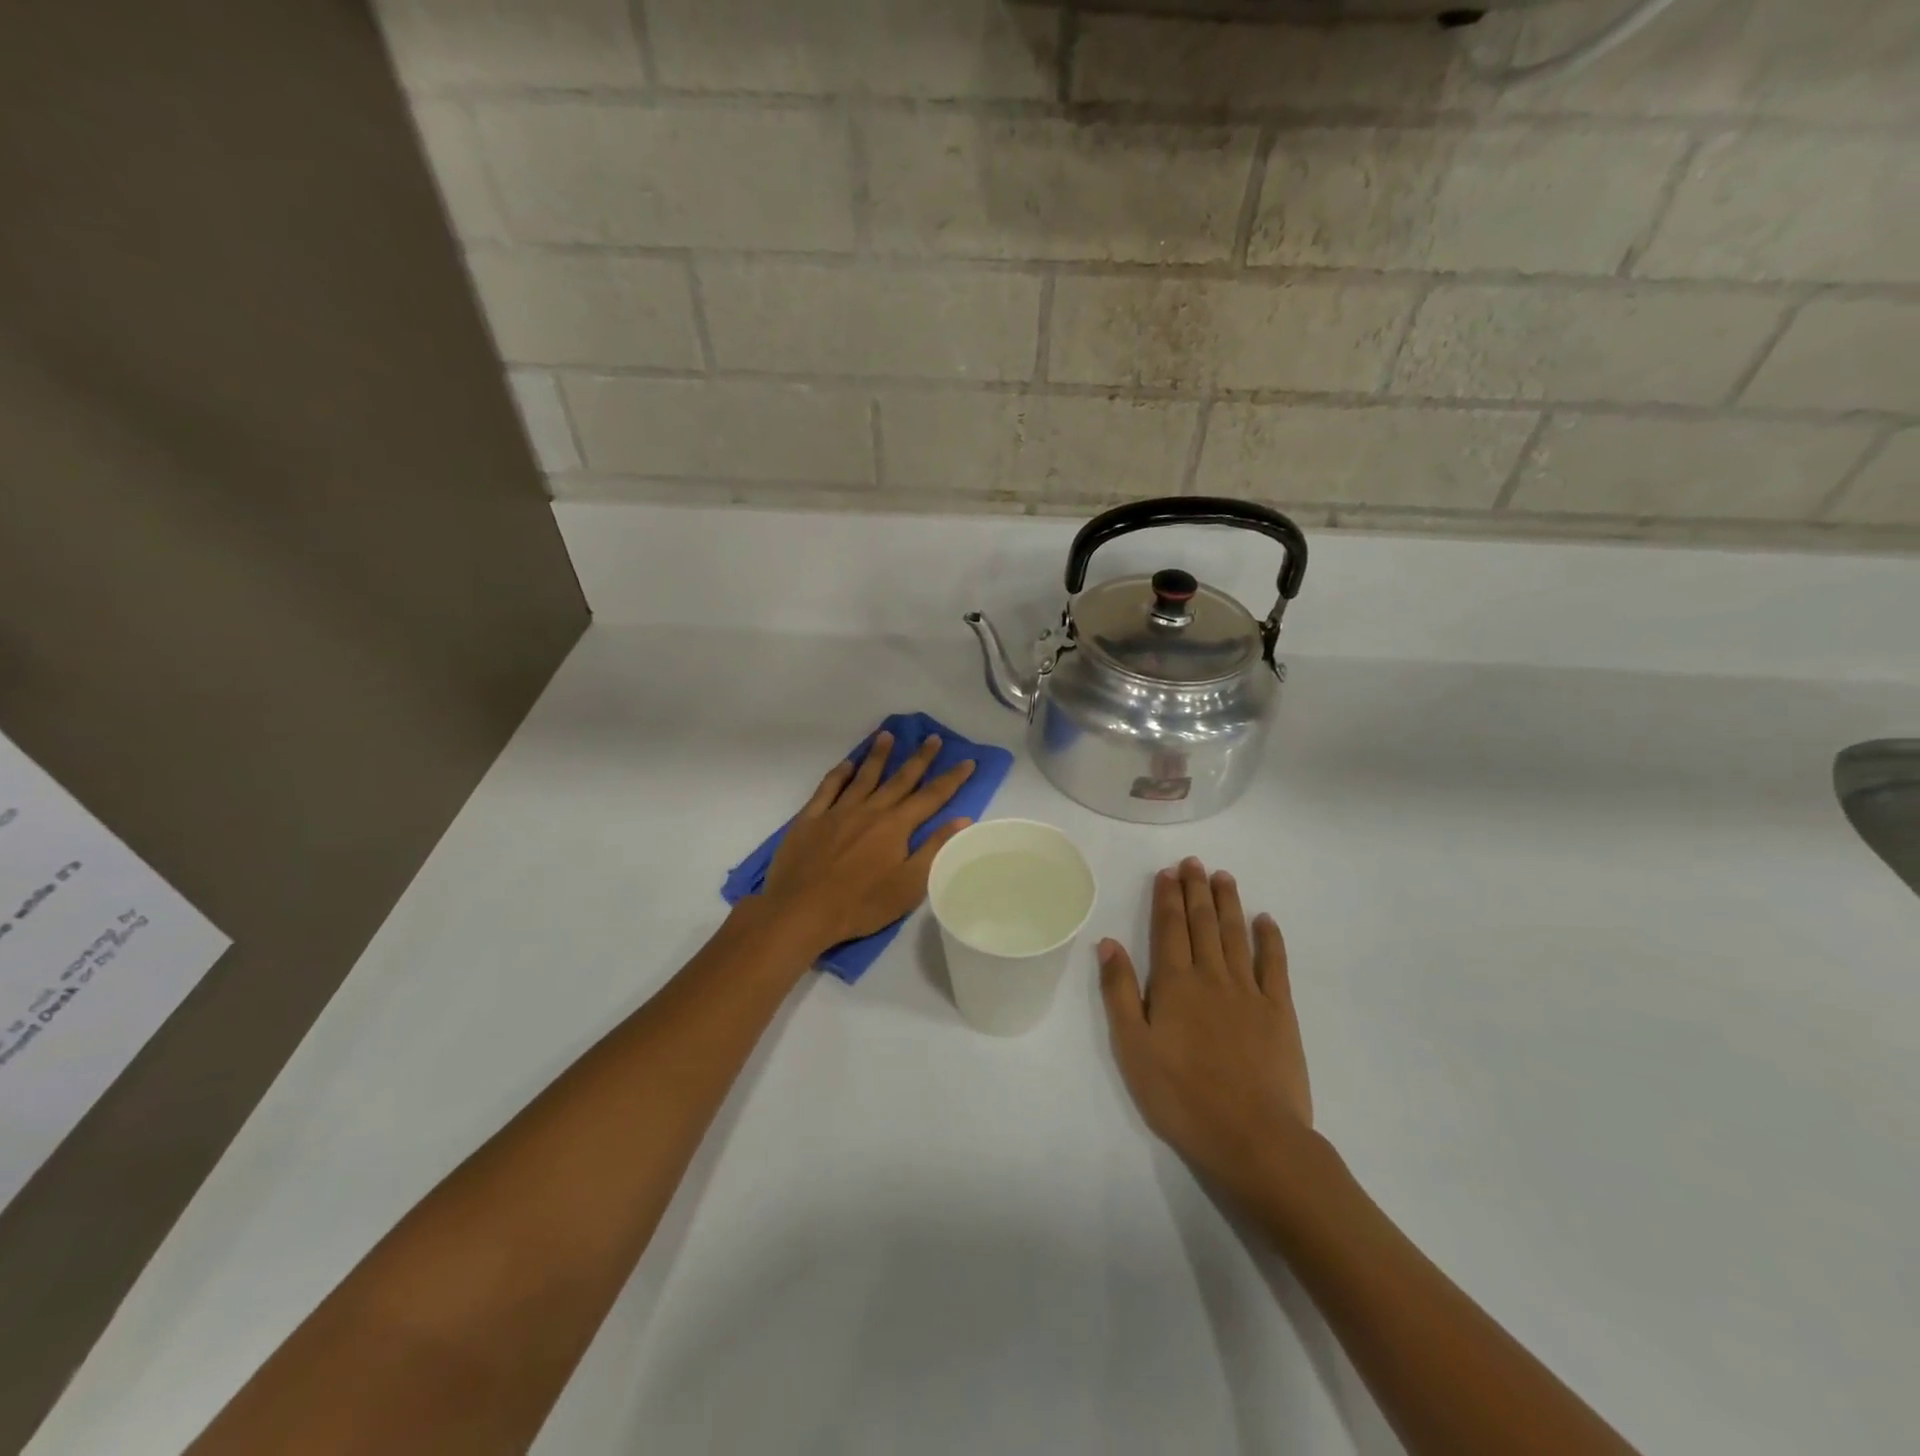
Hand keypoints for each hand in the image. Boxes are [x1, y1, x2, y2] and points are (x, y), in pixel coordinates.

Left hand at [761, 731, 975, 952]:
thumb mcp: (909, 886)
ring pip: (863, 776)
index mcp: (895, 826)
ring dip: (878, 755)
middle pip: (900, 779)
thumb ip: (935, 849)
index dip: (951, 779)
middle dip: (920, 758)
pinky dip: (839, 773)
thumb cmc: (861, 904)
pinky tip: (846, 764)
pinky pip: (828, 788)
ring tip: (887, 735)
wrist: (801, 911)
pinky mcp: (810, 818)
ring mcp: (838, 811)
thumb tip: (962, 819)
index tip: (968, 761)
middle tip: (933, 738)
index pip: (931, 797)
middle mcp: (870, 810)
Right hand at [1098, 858, 1314, 1202]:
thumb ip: (1120, 992)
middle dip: (1196, 889)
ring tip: (1223, 876)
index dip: (1167, 898)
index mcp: (1174, 984)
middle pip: (1202, 923)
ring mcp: (1249, 991)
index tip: (1168, 873)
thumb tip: (1108, 943)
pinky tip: (1265, 920)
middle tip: (1193, 862)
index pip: (1169, 929)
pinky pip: (1274, 964)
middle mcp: (1211, 976)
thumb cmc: (1182, 1096)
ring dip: (1228, 903)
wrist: (1253, 1137)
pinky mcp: (1280, 1011)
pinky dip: (1270, 938)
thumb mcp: (1133, 1048)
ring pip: (1235, 934)